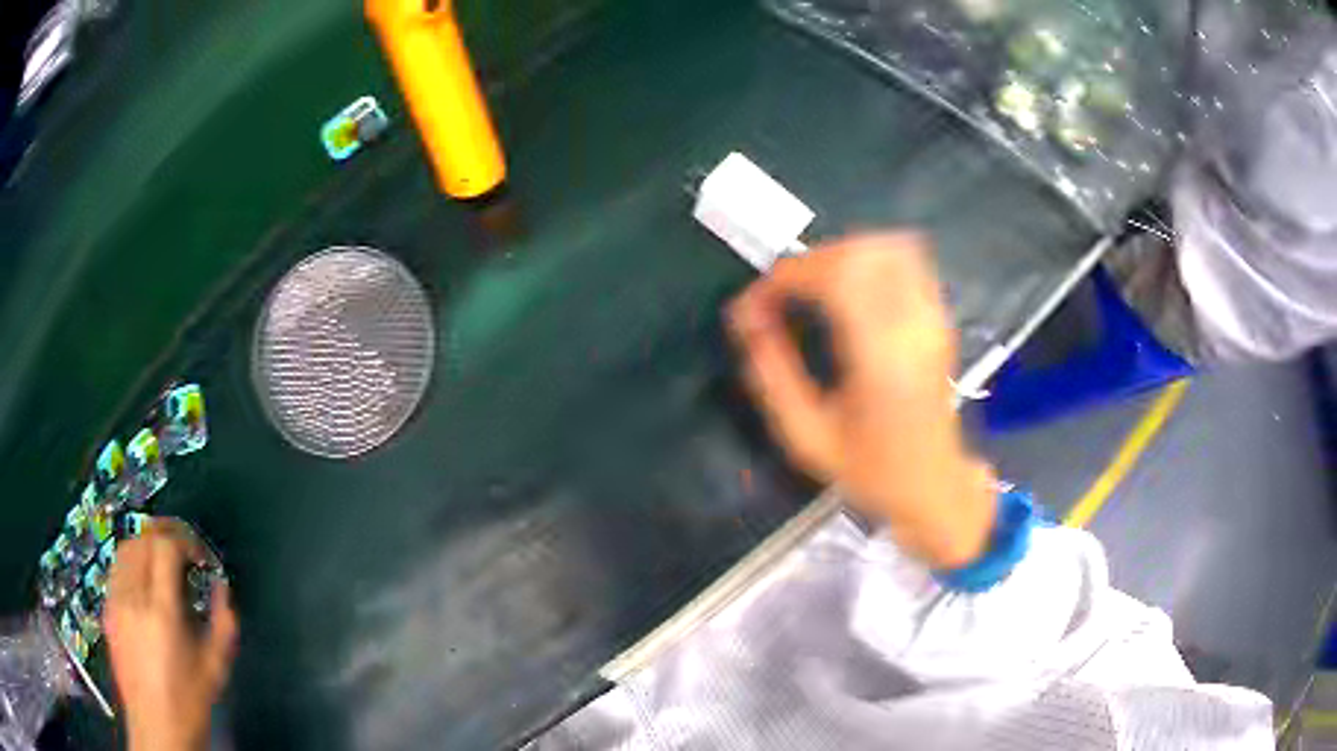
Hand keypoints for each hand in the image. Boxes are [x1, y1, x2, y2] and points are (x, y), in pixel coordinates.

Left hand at [105, 522, 237, 750]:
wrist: (156, 726)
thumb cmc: (189, 701)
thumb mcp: (215, 667)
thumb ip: (223, 622)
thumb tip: (222, 586)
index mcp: (161, 611)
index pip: (165, 548)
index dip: (185, 542)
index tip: (200, 559)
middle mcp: (133, 597)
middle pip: (143, 540)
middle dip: (166, 537)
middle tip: (184, 553)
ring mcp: (115, 601)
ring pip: (126, 548)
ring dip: (147, 545)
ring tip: (163, 563)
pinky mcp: (107, 609)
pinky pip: (116, 568)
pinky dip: (132, 562)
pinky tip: (144, 584)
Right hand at [728, 233, 995, 568]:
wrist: (933, 485)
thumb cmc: (871, 471)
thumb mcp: (806, 437)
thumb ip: (771, 375)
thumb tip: (744, 320)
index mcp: (882, 362)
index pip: (836, 278)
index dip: (787, 277)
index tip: (756, 303)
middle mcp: (914, 328)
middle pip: (861, 252)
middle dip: (809, 261)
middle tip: (782, 295)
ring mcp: (933, 318)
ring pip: (887, 246)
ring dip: (840, 254)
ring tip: (811, 287)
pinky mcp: (940, 316)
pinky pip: (907, 259)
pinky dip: (868, 259)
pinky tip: (848, 287)